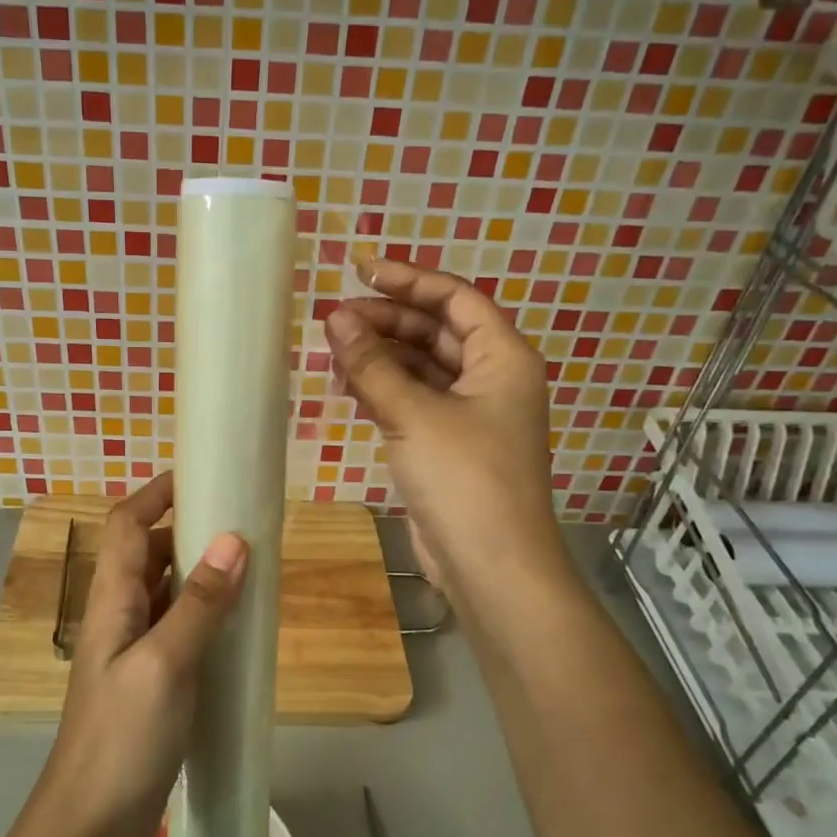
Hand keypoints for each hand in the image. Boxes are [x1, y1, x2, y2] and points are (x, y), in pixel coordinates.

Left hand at [35, 472, 248, 836]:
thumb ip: (200, 604)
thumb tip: (233, 539)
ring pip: (164, 590)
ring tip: (248, 563)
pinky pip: (177, 626)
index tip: (202, 475)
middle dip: (187, 528)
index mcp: (112, 600)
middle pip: (146, 552)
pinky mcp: (150, 678)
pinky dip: (204, 611)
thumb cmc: (122, 738)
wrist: (90, 823)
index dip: (157, 493)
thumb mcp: (166, 665)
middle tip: (240, 521)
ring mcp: (132, 649)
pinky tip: (235, 621)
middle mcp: (118, 615)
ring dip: (198, 570)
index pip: (126, 524)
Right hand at [325, 257, 560, 598]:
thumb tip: (335, 318)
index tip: (359, 272)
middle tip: (334, 321)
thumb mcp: (415, 414)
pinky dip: (384, 390)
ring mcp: (471, 415)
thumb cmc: (465, 478)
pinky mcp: (449, 445)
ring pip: (422, 368)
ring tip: (333, 352)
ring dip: (381, 357)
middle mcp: (492, 379)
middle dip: (387, 321)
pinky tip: (348, 387)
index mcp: (503, 357)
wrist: (490, 565)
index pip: (455, 299)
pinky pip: (414, 401)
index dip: (409, 280)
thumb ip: (373, 364)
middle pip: (436, 331)